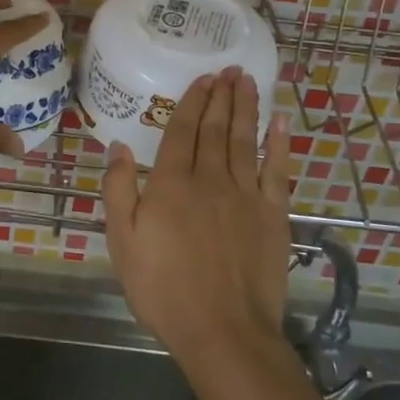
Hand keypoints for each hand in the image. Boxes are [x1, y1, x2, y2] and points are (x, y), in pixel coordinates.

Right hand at [102, 68, 294, 365]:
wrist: (223, 330)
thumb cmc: (163, 289)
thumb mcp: (123, 242)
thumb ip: (119, 191)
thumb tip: (118, 146)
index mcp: (171, 184)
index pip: (181, 131)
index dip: (192, 102)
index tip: (202, 78)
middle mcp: (210, 179)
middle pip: (216, 128)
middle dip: (221, 96)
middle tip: (228, 69)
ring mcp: (245, 195)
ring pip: (245, 140)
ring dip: (247, 108)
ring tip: (248, 81)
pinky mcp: (272, 215)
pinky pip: (277, 171)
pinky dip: (279, 144)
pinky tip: (280, 123)